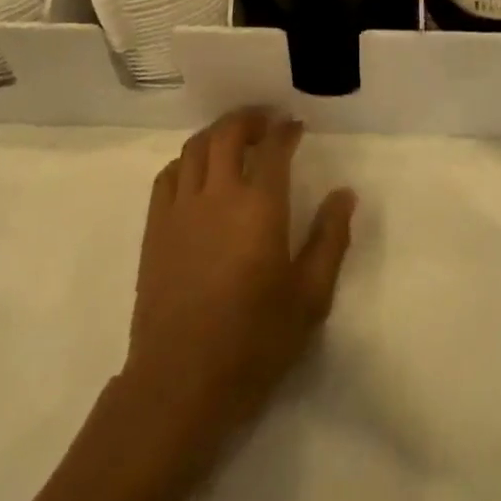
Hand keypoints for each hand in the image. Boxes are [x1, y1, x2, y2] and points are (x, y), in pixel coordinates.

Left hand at [121, 109, 355, 472]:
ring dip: (217, 132)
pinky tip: (196, 171)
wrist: (181, 382)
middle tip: (266, 121)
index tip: (295, 126)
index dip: (286, 130)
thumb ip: (330, 239)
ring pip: (196, 146)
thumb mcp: (309, 298)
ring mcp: (181, 207)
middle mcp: (218, 193)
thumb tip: (345, 193)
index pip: (274, 148)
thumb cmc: (253, 342)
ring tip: (233, 137)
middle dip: (250, 118)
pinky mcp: (155, 226)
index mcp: (260, 206)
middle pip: (229, 133)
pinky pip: (168, 174)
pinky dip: (186, 160)